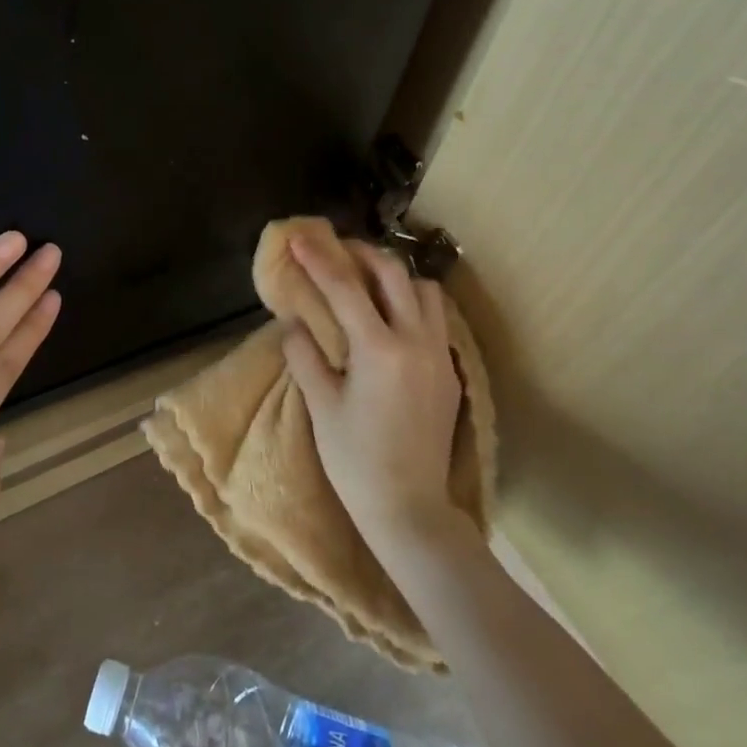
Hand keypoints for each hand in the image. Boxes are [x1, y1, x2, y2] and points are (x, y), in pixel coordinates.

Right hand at [281, 232, 463, 563]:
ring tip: (368, 285)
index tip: (301, 237)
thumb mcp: (321, 407)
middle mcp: (416, 342)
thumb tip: (295, 323)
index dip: (319, 259)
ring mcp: (439, 356)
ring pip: (425, 292)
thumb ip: (306, 356)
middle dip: (364, 254)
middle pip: (395, 274)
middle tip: (338, 251)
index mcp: (379, 350)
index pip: (345, 288)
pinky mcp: (451, 373)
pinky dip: (412, 305)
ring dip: (396, 278)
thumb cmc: (356, 461)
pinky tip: (391, 322)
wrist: (410, 509)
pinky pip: (436, 320)